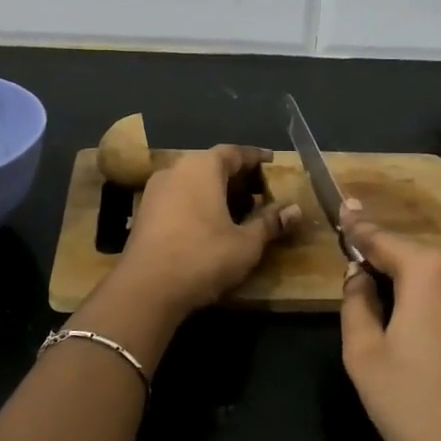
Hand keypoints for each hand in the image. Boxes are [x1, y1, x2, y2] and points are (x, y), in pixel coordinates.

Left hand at [115, 145, 300, 318]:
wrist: (145, 289)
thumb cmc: (202, 257)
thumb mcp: (246, 243)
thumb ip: (270, 223)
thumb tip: (295, 210)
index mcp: (202, 167)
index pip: (234, 152)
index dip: (256, 157)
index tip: (272, 161)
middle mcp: (176, 170)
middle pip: (212, 164)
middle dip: (237, 176)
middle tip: (260, 190)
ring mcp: (155, 190)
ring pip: (193, 181)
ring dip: (217, 191)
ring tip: (239, 210)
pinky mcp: (144, 212)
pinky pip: (179, 197)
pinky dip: (198, 203)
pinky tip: (211, 224)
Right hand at [339, 203, 440, 440]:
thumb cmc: (423, 411)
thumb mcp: (366, 359)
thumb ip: (355, 305)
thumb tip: (358, 276)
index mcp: (430, 271)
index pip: (382, 239)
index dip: (357, 229)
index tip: (342, 211)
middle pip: (416, 255)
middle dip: (389, 262)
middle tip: (363, 280)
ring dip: (419, 284)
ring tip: (397, 312)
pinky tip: (437, 337)